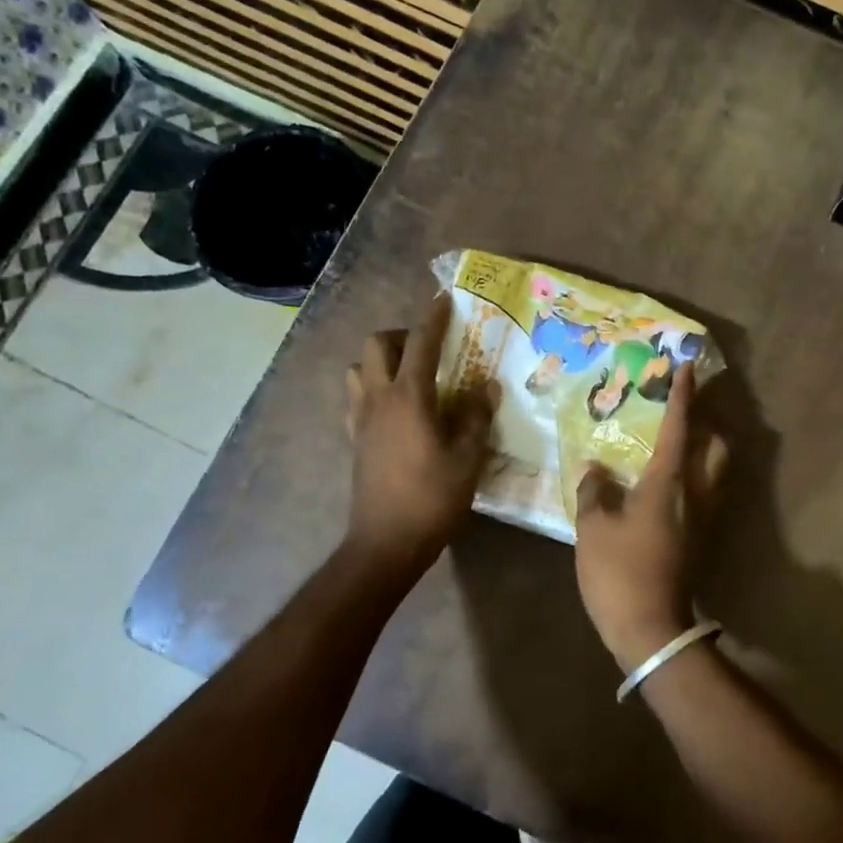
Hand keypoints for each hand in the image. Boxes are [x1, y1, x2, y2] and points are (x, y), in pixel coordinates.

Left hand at [344, 294, 496, 569]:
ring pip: (358, 369)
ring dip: (380, 361)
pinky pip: (357, 398)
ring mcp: (360, 419)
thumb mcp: (468, 457)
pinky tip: (396, 409)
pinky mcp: (354, 439)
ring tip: (410, 376)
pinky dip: (373, 388)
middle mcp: (378, 399)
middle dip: (400, 335)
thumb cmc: (432, 498)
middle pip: (375, 345)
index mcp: (408, 397)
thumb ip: (478, 416)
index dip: (433, 318)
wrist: (386, 542)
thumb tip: (487, 386)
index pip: (420, 343)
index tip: (444, 300)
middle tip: (428, 348)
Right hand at [574, 364, 727, 671]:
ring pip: (716, 472)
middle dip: (706, 423)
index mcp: (669, 483)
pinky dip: (695, 477)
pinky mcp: (702, 540)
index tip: (687, 367)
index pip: (679, 427)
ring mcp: (704, 519)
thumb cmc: (619, 572)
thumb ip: (595, 491)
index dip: (682, 395)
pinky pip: (706, 494)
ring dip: (704, 450)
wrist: (651, 628)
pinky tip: (670, 485)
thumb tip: (596, 469)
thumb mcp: (593, 528)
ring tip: (677, 445)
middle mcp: (696, 494)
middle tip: (683, 414)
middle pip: (716, 447)